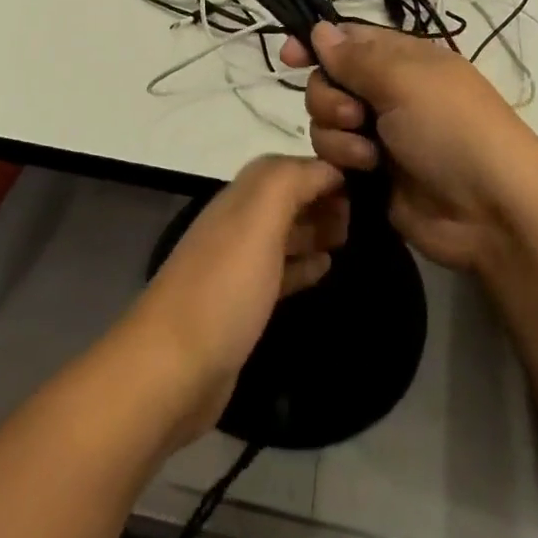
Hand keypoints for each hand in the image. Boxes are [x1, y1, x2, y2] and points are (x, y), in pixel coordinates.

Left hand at [120, 156, 347, 446]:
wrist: (173, 369)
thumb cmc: (223, 289)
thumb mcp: (257, 221)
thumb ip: (288, 182)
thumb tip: (326, 168)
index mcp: (238, 201)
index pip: (284, 168)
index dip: (320, 170)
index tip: (363, 185)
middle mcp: (235, 226)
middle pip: (283, 199)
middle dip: (320, 199)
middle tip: (360, 219)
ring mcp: (236, 268)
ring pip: (282, 234)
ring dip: (314, 229)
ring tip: (350, 239)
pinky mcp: (241, 306)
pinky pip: (279, 272)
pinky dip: (303, 264)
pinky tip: (326, 268)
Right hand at [282, 22, 537, 271]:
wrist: (492, 211)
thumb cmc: (452, 129)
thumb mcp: (405, 80)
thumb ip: (355, 57)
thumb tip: (320, 29)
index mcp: (403, 58)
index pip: (349, 38)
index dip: (317, 43)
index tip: (289, 57)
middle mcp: (388, 91)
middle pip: (328, 80)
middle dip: (329, 97)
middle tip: (356, 115)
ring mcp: (380, 133)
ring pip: (325, 120)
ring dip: (339, 134)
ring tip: (370, 154)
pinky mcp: (372, 172)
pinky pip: (333, 155)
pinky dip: (343, 160)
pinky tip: (365, 172)